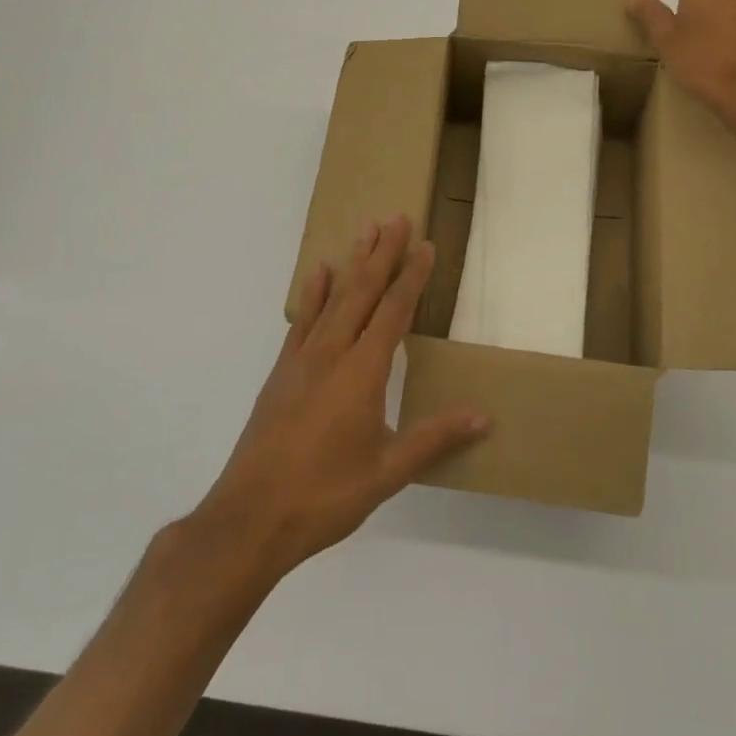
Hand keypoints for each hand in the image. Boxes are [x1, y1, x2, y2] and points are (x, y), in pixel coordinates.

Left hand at [188, 218, 489, 579]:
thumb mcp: (388, 471)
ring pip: (333, 298)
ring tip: (365, 230)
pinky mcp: (281, 372)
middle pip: (363, 291)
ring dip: (352, 263)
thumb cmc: (325, 495)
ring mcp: (302, 359)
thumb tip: (485, 417)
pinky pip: (301, 321)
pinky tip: (319, 274)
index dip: (412, 276)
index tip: (424, 245)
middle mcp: (333, 352)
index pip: (394, 311)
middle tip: (395, 217)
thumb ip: (434, 438)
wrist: (250, 518)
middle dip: (382, 253)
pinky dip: (313, 294)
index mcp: (363, 371)